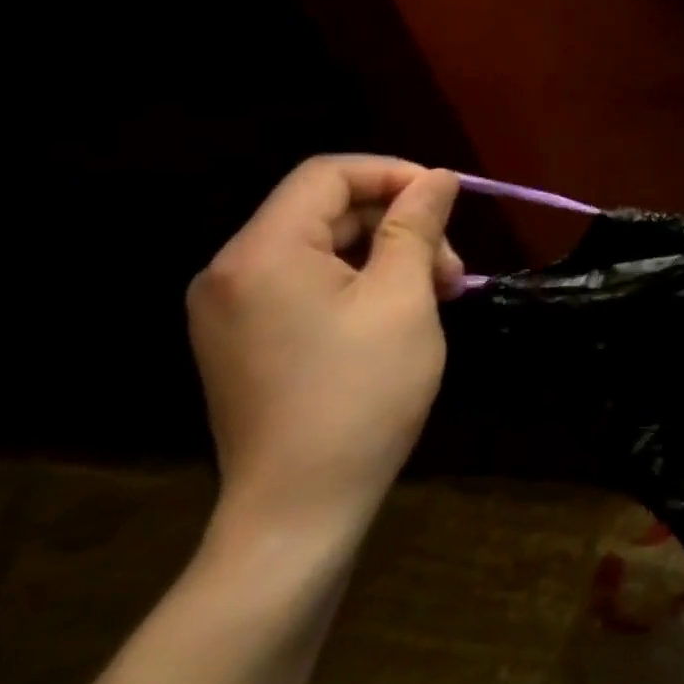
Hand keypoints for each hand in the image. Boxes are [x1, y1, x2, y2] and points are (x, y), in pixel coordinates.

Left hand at [186, 156, 462, 536]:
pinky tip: (400, 314)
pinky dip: (359, 284)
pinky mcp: (244, 340)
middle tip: (452, 269)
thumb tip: (437, 177)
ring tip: (437, 295)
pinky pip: (306, 283)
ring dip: (386, 257)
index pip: (328, 174)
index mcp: (262, 253)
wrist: (299, 510)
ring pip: (322, 248)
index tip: (447, 202)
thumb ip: (416, 226)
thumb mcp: (404, 299)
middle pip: (326, 211)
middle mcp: (232, 271)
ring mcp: (232, 310)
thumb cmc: (361, 395)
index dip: (394, 174)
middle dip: (399, 226)